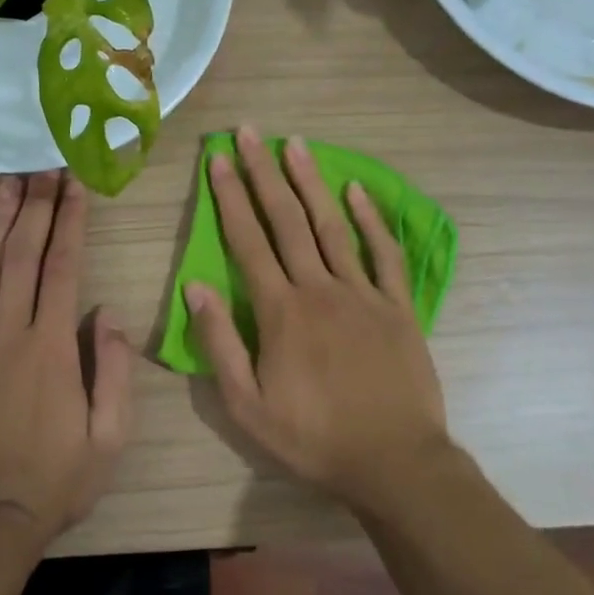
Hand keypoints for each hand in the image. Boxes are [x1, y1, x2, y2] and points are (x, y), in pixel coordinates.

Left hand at [0, 171, 133, 545]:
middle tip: (41, 166)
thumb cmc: (57, 480)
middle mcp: (9, 334)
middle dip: (35, 207)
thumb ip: (113, 368)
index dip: (70, 221)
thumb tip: (107, 311)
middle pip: (22, 256)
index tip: (74, 184)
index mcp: (53, 347)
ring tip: (5, 184)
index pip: (63, 267)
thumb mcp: (110, 434)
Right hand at [186, 125, 451, 509]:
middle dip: (264, 173)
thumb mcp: (247, 406)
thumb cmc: (313, 438)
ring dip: (311, 182)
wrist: (394, 461)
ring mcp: (363, 293)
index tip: (217, 159)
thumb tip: (195, 288)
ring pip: (332, 226)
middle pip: (287, 220)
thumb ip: (220, 344)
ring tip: (295, 143)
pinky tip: (357, 190)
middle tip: (251, 132)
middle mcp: (320, 289)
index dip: (229, 196)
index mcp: (280, 311)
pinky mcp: (398, 306)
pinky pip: (384, 253)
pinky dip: (371, 219)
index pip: (247, 241)